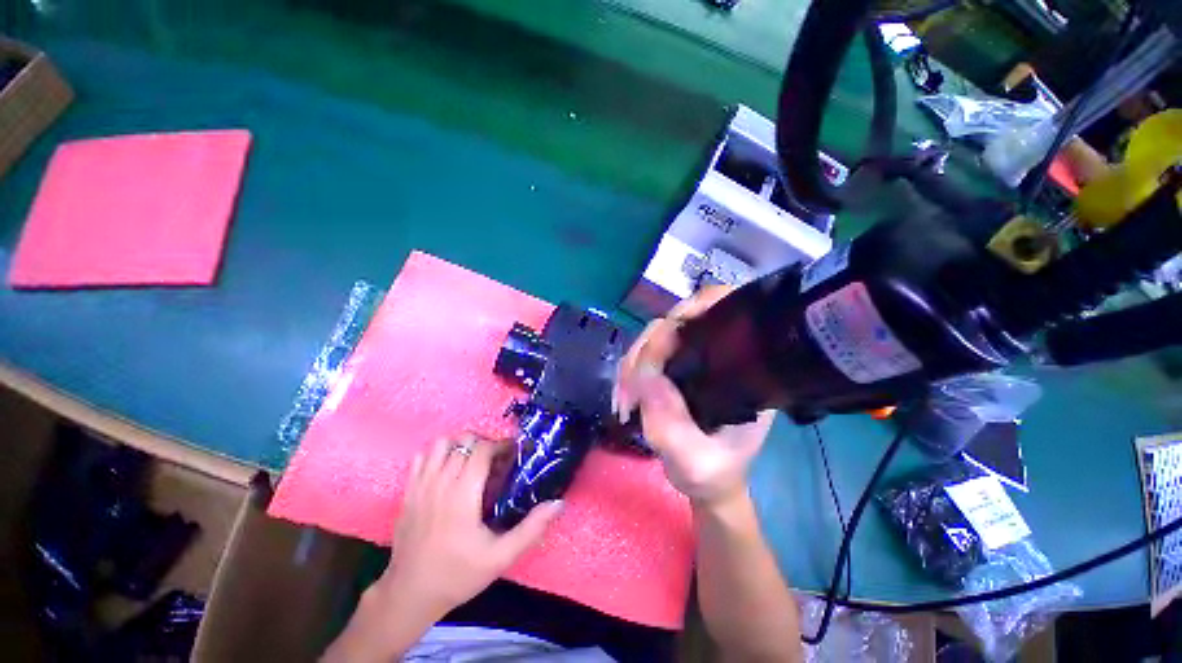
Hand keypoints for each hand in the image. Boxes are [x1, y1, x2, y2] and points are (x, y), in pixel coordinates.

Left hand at [376, 435, 563, 617]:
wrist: (410, 594)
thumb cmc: (458, 574)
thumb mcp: (501, 556)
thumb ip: (531, 528)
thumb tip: (558, 504)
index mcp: (462, 494)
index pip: (482, 449)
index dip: (500, 445)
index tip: (512, 455)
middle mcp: (440, 482)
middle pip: (464, 441)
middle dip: (484, 443)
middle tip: (495, 460)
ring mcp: (420, 485)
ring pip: (441, 443)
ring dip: (460, 445)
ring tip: (472, 461)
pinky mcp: (407, 491)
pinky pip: (421, 456)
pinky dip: (437, 454)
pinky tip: (447, 469)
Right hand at [614, 287, 774, 506]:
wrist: (708, 480)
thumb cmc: (714, 472)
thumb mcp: (696, 462)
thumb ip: (672, 428)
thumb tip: (646, 377)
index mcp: (742, 368)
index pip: (724, 312)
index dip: (695, 308)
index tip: (667, 333)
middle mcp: (717, 354)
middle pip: (677, 324)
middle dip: (647, 351)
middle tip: (630, 391)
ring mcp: (690, 358)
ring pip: (654, 338)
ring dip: (632, 364)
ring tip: (624, 401)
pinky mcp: (670, 367)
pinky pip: (643, 355)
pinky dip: (628, 371)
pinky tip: (624, 397)